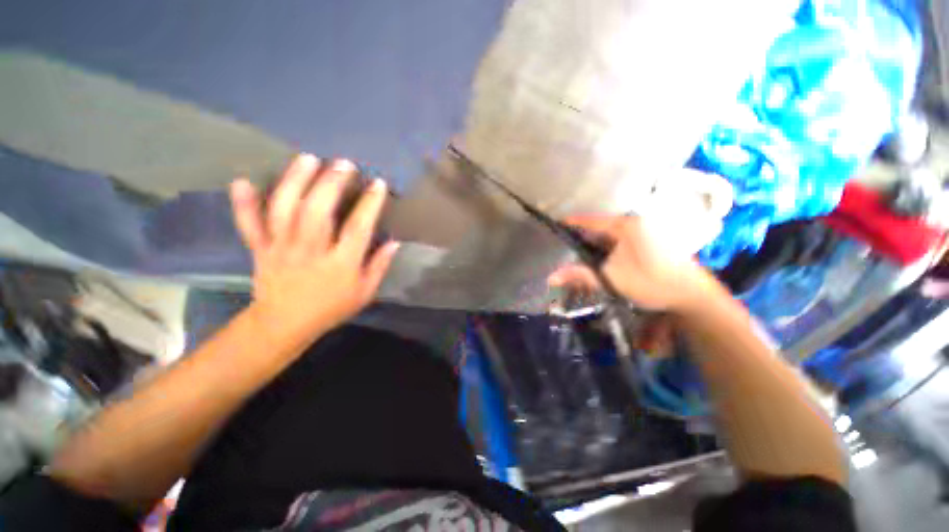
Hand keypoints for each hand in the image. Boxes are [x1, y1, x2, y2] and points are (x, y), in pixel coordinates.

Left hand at [230, 154, 398, 341]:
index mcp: (340, 264)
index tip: (377, 184)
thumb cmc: (331, 308)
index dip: (369, 204)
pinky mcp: (261, 249)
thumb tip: (394, 242)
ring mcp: (282, 248)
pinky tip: (242, 181)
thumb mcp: (365, 292)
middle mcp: (311, 252)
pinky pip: (249, 225)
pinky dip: (243, 204)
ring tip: (308, 159)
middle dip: (331, 183)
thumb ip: (379, 266)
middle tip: (343, 164)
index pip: (358, 229)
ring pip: (285, 211)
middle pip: (318, 212)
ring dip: (295, 182)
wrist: (285, 324)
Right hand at [548, 215, 710, 311]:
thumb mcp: (610, 279)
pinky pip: (620, 242)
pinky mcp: (649, 242)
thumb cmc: (650, 282)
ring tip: (579, 259)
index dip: (570, 223)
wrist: (691, 295)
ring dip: (594, 248)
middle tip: (564, 251)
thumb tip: (551, 277)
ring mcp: (644, 232)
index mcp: (626, 225)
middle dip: (581, 241)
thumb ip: (579, 275)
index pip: (589, 221)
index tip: (553, 226)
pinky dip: (607, 251)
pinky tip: (601, 263)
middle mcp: (635, 223)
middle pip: (598, 230)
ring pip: (609, 237)